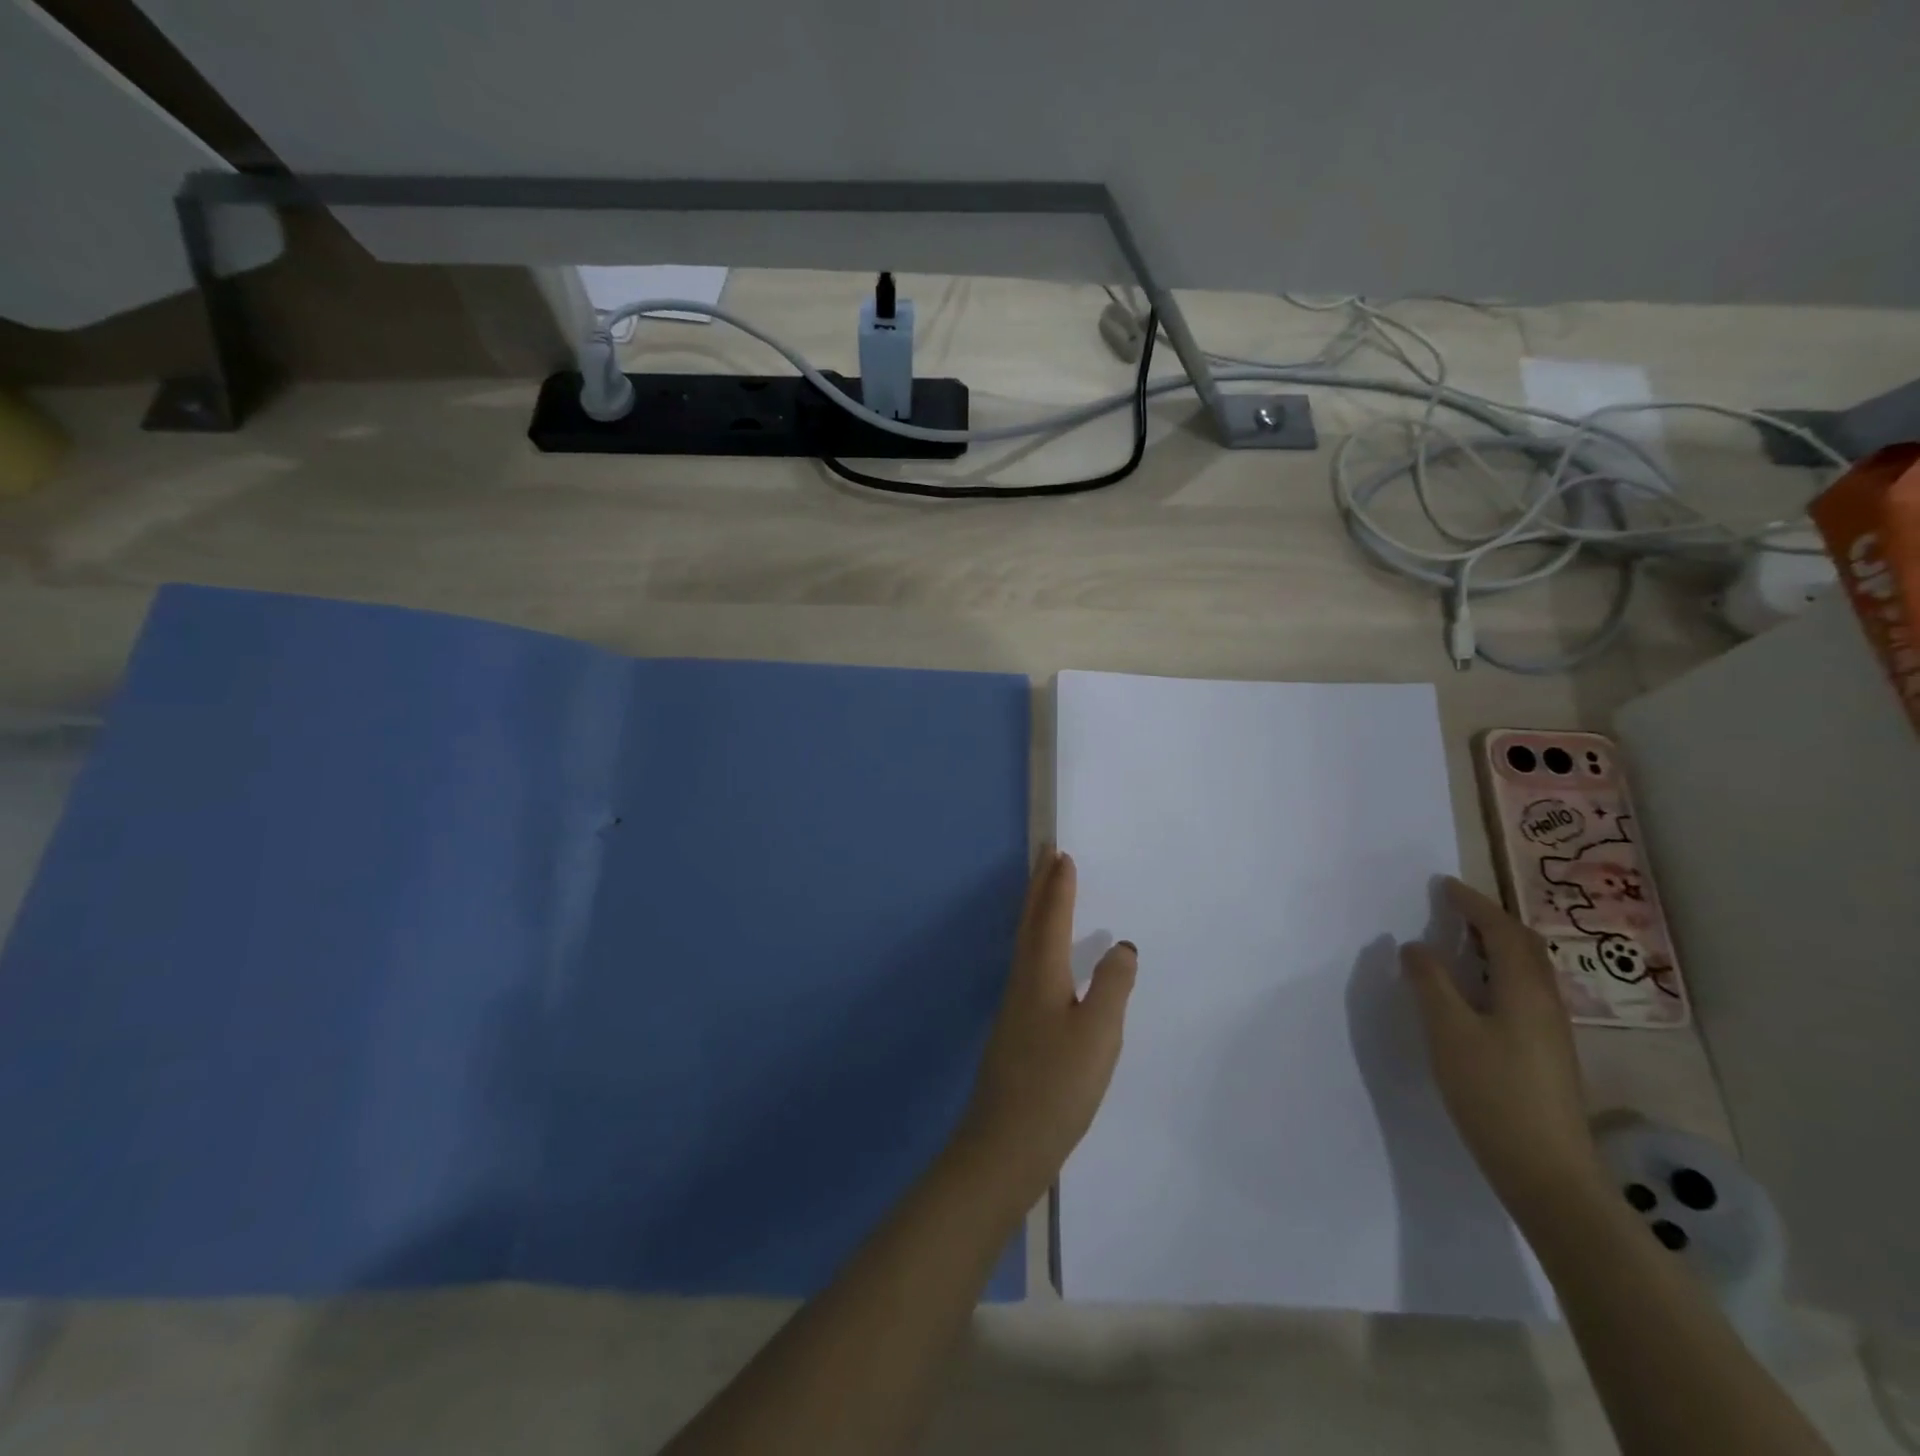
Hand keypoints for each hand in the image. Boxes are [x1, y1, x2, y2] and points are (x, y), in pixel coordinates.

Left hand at [957, 849, 1136, 1205]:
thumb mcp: (1098, 1036)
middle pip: (1029, 923)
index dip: (1058, 887)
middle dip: (1039, 887)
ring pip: (1025, 943)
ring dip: (1035, 911)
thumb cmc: (1056, 1087)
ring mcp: (1014, 1007)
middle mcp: (1021, 982)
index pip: (1050, 918)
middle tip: (1046, 856)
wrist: (1005, 1145)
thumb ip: (1112, 987)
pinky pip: (1027, 964)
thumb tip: (1122, 946)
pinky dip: (1036, 941)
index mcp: (1040, 975)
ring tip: (1046, 893)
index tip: (1061, 854)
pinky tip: (1046, 959)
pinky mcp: (1015, 1029)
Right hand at [1401, 877, 1606, 1225]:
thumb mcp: (1448, 1032)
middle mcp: (1545, 1004)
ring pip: (1525, 972)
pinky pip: (1522, 993)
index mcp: (1525, 991)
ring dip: (1495, 946)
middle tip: (1452, 907)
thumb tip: (1416, 946)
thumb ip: (1430, 983)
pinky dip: (1497, 973)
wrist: (1548, 1173)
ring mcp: (1550, 1032)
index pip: (1502, 931)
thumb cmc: (1493, 1094)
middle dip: (1489, 920)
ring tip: (1459, 941)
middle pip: (1524, 947)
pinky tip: (1474, 991)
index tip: (1444, 885)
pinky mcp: (1545, 1054)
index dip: (1474, 904)